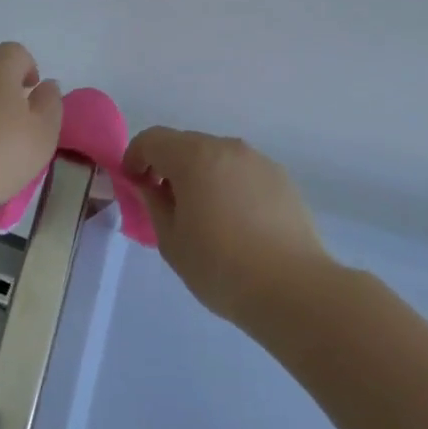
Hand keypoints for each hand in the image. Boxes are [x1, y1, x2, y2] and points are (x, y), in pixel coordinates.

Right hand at [123, 128, 330, 322]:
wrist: (293, 289)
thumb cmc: (220, 266)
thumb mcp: (171, 240)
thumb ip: (153, 204)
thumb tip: (148, 186)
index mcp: (194, 156)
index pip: (152, 139)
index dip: (135, 158)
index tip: (133, 185)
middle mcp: (227, 148)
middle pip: (186, 144)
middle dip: (168, 166)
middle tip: (165, 203)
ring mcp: (259, 161)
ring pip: (217, 157)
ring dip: (200, 174)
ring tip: (204, 215)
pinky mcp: (282, 179)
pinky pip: (243, 172)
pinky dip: (229, 185)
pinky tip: (236, 222)